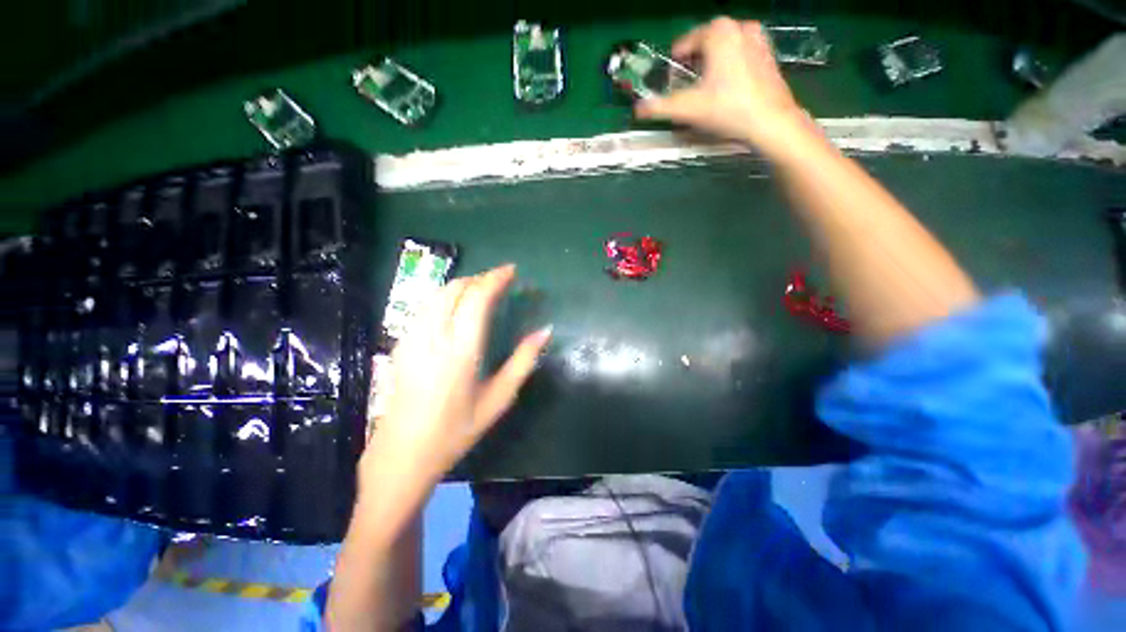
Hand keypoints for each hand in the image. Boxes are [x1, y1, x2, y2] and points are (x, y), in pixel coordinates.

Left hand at [360, 265, 550, 495]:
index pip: (477, 297)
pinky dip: (446, 297)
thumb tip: (545, 331)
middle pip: (455, 288)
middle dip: (480, 278)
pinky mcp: (400, 343)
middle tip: (500, 281)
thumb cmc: (457, 430)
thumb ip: (523, 361)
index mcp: (461, 350)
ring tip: (482, 290)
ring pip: (437, 294)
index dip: (495, 278)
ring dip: (462, 285)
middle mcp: (433, 336)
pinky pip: (426, 307)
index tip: (511, 270)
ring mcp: (411, 338)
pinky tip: (457, 309)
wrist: (403, 454)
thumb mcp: (499, 398)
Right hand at [636, 18, 820, 158]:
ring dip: (710, 68)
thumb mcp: (688, 109)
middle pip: (703, 47)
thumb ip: (659, 107)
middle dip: (693, 68)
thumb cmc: (728, 109)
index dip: (674, 69)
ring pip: (721, 51)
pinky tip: (729, 91)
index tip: (673, 89)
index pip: (683, 45)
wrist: (770, 121)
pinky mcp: (767, 53)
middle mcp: (738, 25)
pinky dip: (729, 69)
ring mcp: (757, 37)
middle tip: (691, 93)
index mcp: (717, 31)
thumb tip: (638, 109)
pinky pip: (738, 56)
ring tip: (710, 94)